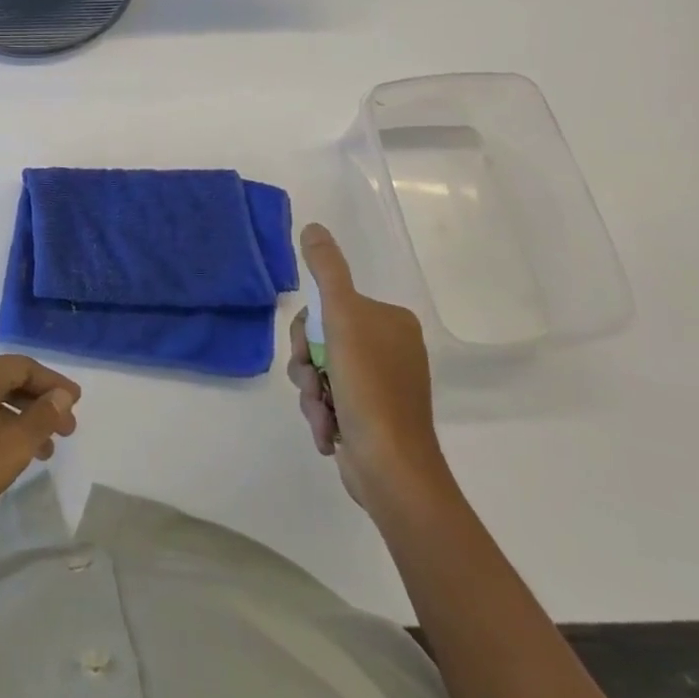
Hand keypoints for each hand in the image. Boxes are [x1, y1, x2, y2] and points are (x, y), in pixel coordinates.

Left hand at [0, 356, 80, 555]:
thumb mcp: (12, 444)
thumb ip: (41, 417)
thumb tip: (61, 395)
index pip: (24, 366)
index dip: (53, 383)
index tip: (77, 403)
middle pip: (9, 382)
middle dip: (41, 404)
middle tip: (67, 430)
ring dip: (23, 422)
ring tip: (46, 451)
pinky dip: (2, 433)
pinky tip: (11, 459)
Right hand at [287, 223, 445, 517]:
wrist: (391, 470)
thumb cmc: (369, 387)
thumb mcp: (342, 318)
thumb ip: (326, 271)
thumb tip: (312, 227)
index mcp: (391, 322)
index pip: (329, 307)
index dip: (307, 329)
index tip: (306, 351)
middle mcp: (391, 349)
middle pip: (322, 340)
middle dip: (307, 365)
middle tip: (310, 382)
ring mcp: (383, 386)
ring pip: (321, 373)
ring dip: (310, 393)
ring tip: (321, 415)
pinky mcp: (373, 419)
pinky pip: (332, 401)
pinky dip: (323, 415)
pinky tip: (328, 431)